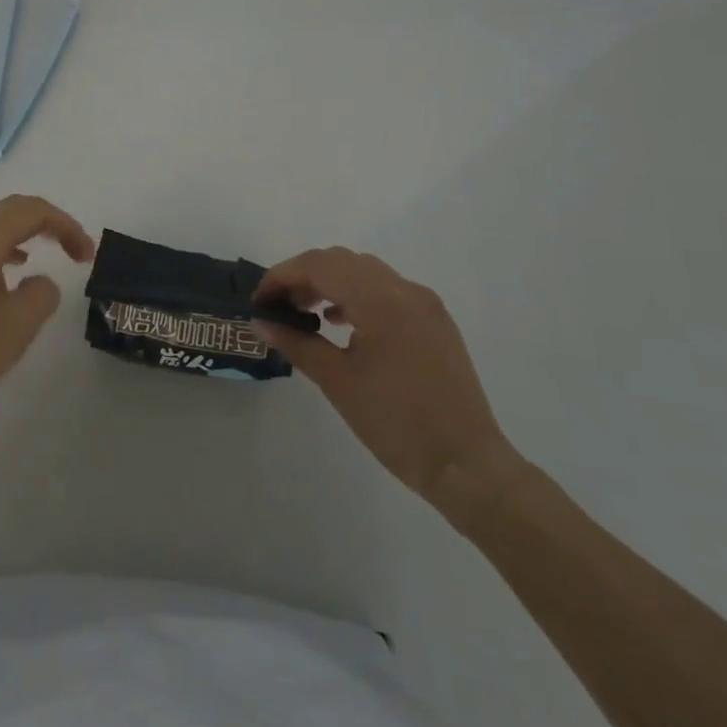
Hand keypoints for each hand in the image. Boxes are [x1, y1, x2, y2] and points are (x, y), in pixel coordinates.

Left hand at [0, 195, 94, 412]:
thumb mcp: (18, 325)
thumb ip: (42, 294)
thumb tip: (40, 283)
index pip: (32, 211)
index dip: (66, 225)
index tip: (87, 255)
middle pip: (10, 211)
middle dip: (47, 223)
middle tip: (74, 249)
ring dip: (25, 235)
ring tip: (48, 255)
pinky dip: (4, 251)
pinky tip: (11, 275)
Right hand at [254, 248, 524, 526]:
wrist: (467, 465)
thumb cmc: (396, 424)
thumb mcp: (338, 382)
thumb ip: (297, 344)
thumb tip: (261, 322)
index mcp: (381, 300)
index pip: (320, 266)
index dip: (282, 276)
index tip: (259, 301)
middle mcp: (404, 289)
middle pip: (342, 261)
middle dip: (304, 276)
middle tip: (278, 306)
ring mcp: (424, 303)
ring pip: (365, 272)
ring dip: (331, 282)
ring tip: (305, 313)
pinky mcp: (434, 320)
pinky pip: (387, 290)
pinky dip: (357, 295)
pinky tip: (342, 323)